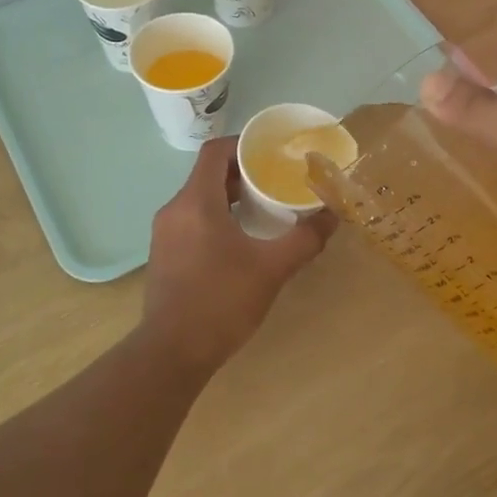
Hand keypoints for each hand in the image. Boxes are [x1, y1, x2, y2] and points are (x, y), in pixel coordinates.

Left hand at [142, 137, 338, 369]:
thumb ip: (305, 238)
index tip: (271, 153)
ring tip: (264, 210)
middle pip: (207, 174)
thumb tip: (333, 214)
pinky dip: (216, 218)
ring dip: (229, 197)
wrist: (172, 352)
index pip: (215, 152)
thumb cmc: (221, 301)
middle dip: (242, 173)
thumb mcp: (272, 268)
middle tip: (275, 181)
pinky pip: (191, 221)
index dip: (243, 144)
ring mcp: (164, 234)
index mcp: (196, 202)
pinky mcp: (163, 255)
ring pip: (199, 199)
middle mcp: (174, 210)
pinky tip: (240, 241)